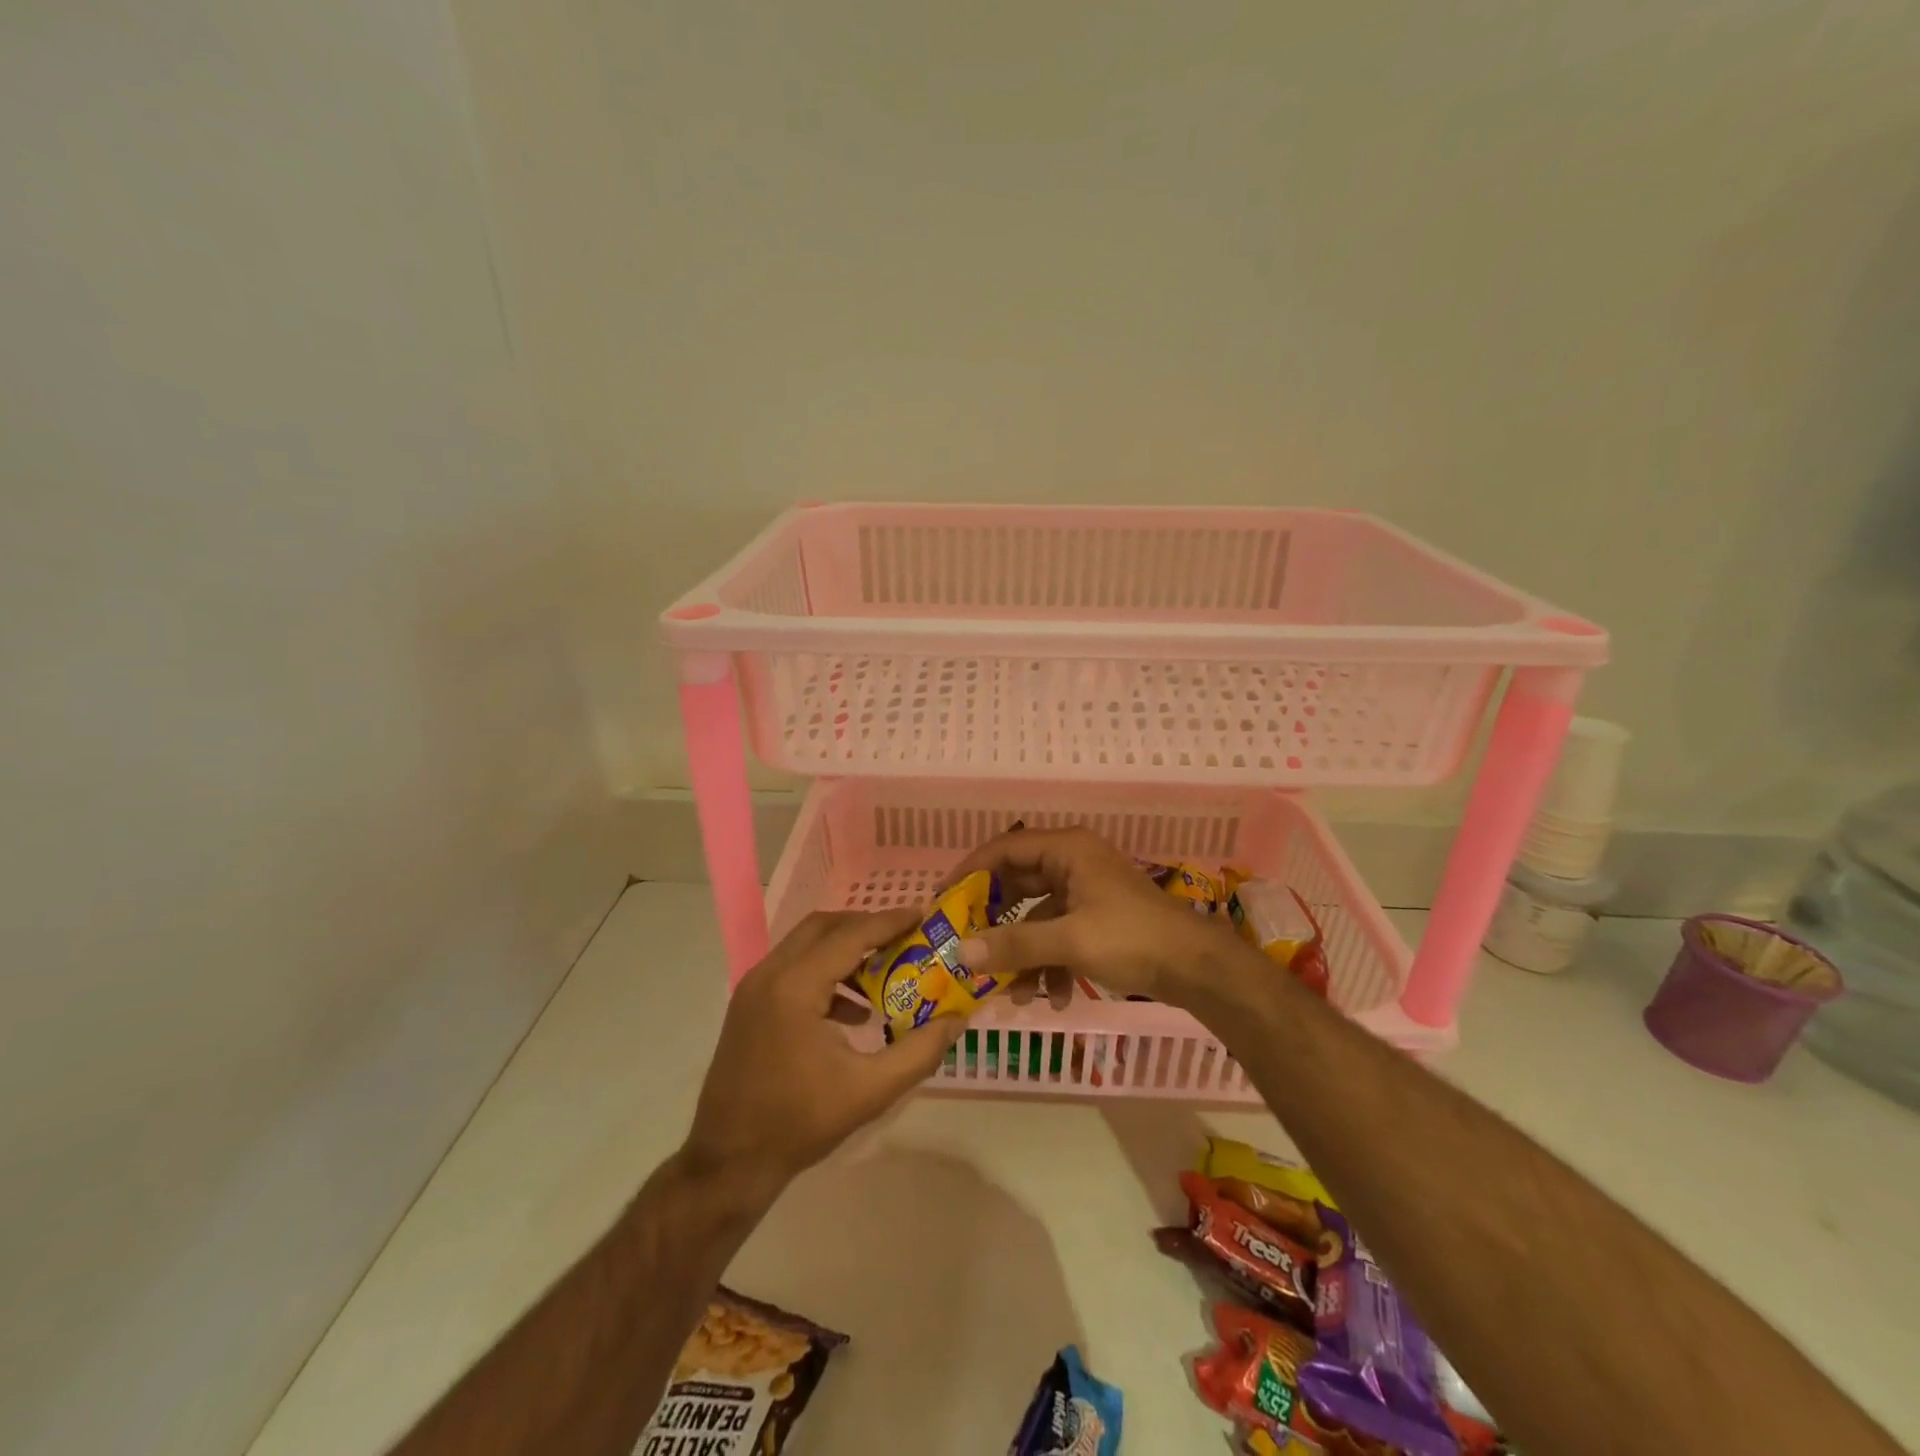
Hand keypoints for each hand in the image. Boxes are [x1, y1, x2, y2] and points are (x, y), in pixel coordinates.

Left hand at [681, 909, 962, 1193]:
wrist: (728, 1162)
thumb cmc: (799, 1124)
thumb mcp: (869, 1091)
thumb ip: (919, 1052)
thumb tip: (958, 1019)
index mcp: (795, 987)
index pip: (850, 935)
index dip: (889, 922)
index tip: (923, 915)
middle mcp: (769, 974)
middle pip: (824, 927)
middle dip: (867, 926)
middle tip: (905, 938)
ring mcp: (753, 988)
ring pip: (806, 945)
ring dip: (845, 949)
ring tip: (885, 971)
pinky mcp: (749, 1005)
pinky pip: (793, 969)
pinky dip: (825, 971)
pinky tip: (853, 1011)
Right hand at [947, 826, 1237, 1005]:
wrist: (1196, 967)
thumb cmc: (1132, 938)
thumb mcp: (1069, 941)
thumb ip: (1014, 945)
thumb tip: (962, 953)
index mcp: (1067, 850)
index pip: (1004, 849)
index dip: (971, 872)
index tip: (943, 900)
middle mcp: (1073, 863)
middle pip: (1018, 885)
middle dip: (995, 923)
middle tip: (966, 945)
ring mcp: (1085, 891)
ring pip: (1037, 917)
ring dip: (1024, 953)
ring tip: (1013, 992)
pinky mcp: (1096, 918)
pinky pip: (1059, 934)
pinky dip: (1050, 963)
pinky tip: (1053, 998)